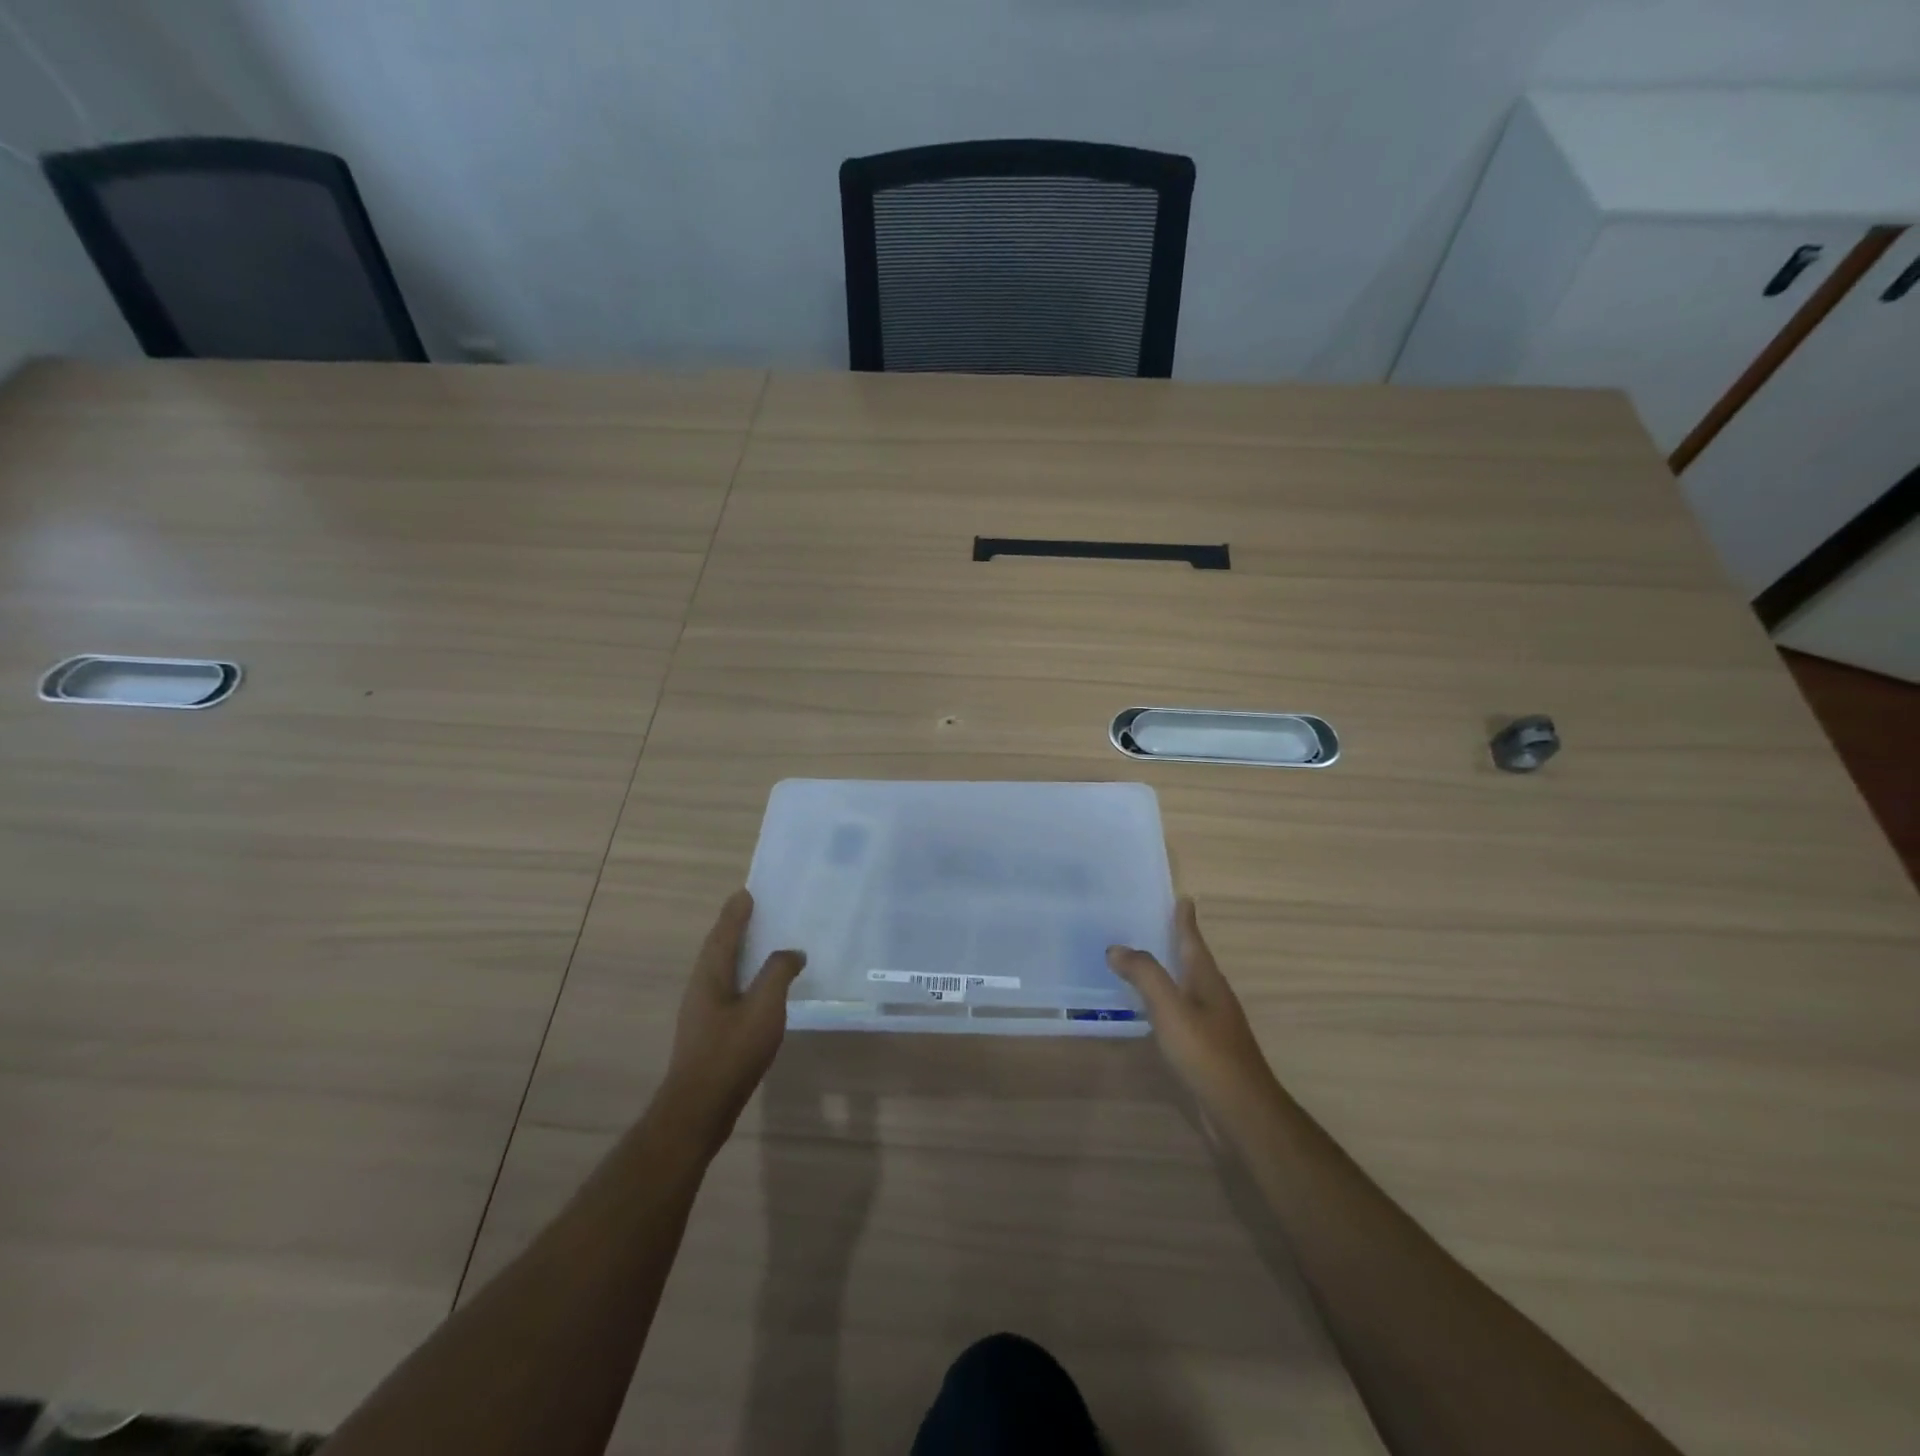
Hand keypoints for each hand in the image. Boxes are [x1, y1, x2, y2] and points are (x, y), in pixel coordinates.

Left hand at [660, 890, 804, 1151]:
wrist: (699, 1108)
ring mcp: (702, 1011)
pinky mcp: (708, 1031)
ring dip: (737, 952)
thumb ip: (778, 973)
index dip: (736, 913)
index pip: (724, 933)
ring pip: (721, 970)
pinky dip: (742, 976)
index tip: (746, 893)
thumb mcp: (763, 1008)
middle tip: (753, 910)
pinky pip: (727, 989)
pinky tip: (757, 988)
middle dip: (734, 928)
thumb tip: (792, 951)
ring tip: (759, 942)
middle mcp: (701, 987)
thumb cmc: (731, 1052)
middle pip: (718, 949)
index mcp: (711, 975)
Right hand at [1107, 898, 1281, 1128]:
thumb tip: (1117, 948)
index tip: (1182, 898)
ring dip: (1168, 971)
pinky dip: (1163, 1001)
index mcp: (1207, 980)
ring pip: (1186, 987)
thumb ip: (1145, 975)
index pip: (1194, 941)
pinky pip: (1180, 1012)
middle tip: (1151, 922)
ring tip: (1141, 961)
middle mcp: (1212, 996)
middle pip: (1192, 961)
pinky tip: (1149, 1010)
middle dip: (1175, 941)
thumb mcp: (1171, 1008)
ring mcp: (1212, 1024)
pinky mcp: (1205, 1048)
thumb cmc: (1206, 1053)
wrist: (1241, 1111)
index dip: (1186, 921)